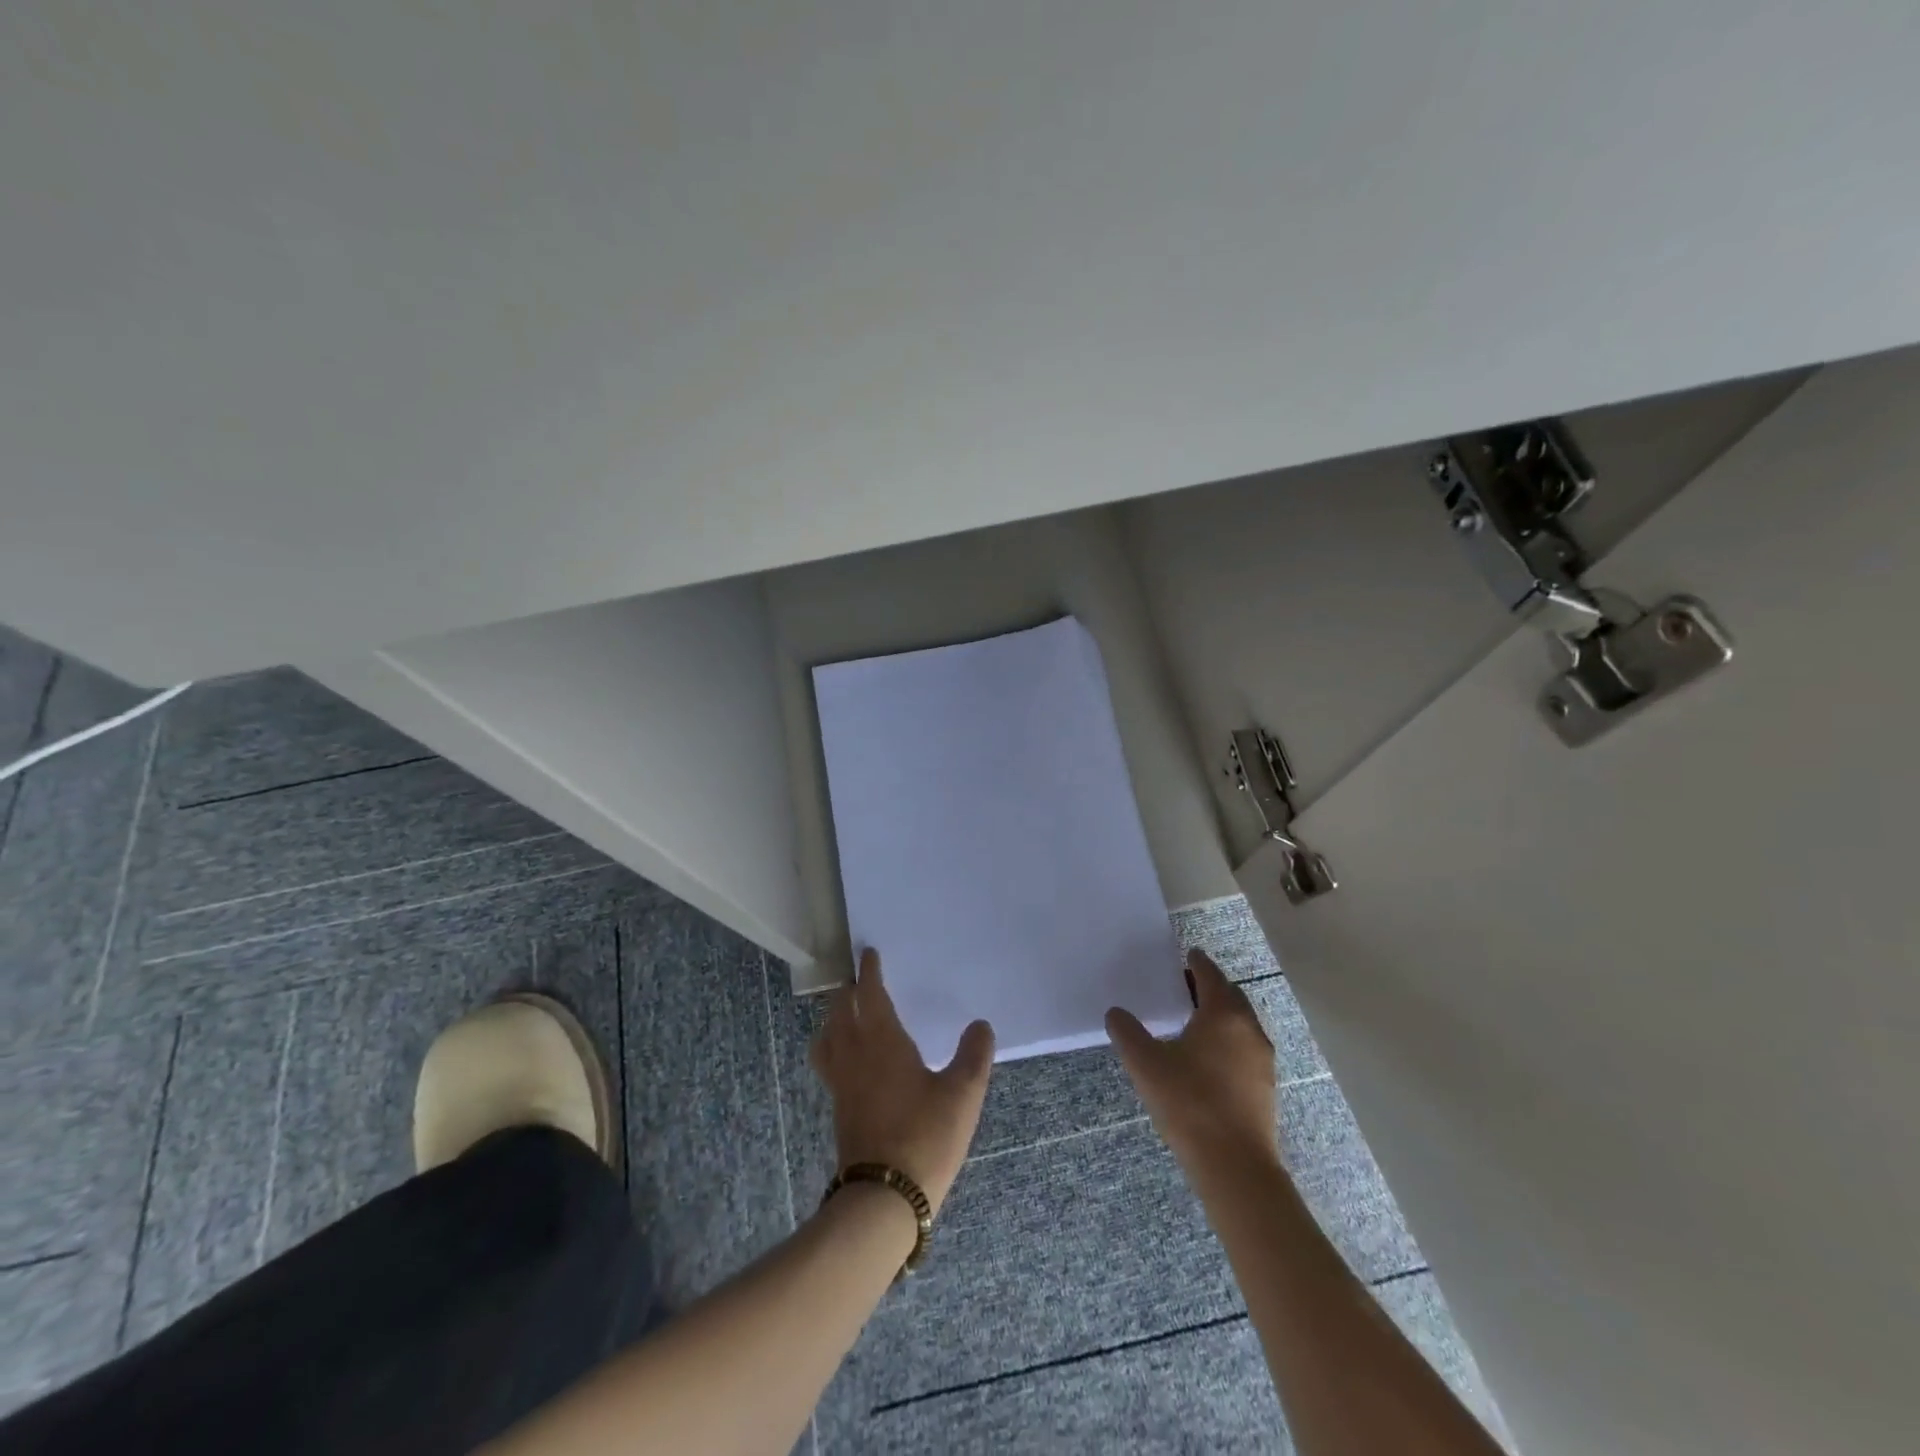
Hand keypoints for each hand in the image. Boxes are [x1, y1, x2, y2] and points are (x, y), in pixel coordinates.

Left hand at [810, 948, 994, 1215]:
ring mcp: (841, 1084)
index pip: (870, 995)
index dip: (870, 973)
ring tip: (844, 1014)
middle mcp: (855, 1055)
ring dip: (833, 1019)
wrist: (884, 1198)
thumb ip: (974, 1055)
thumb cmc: (925, 1136)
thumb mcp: (963, 1094)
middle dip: (848, 992)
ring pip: (827, 1038)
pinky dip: (833, 1047)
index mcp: (882, 1041)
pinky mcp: (839, 1109)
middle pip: (840, 1012)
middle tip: (858, 979)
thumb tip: (981, 1024)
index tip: (868, 954)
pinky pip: (829, 1062)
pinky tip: (850, 1059)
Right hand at [1106, 947, 1278, 1178]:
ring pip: (1241, 1023)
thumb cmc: (1190, 1103)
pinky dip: (1228, 1039)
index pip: (1210, 975)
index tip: (1187, 954)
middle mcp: (1248, 1028)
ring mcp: (1262, 1059)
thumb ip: (1127, 1033)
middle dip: (1210, 987)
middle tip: (1184, 986)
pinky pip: (1245, 1047)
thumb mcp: (1146, 1065)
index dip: (1197, 962)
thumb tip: (1116, 1013)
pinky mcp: (1265, 1085)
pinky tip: (1208, 1057)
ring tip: (1193, 1021)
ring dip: (1220, 1014)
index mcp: (1223, 1014)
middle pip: (1230, 996)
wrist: (1235, 1166)